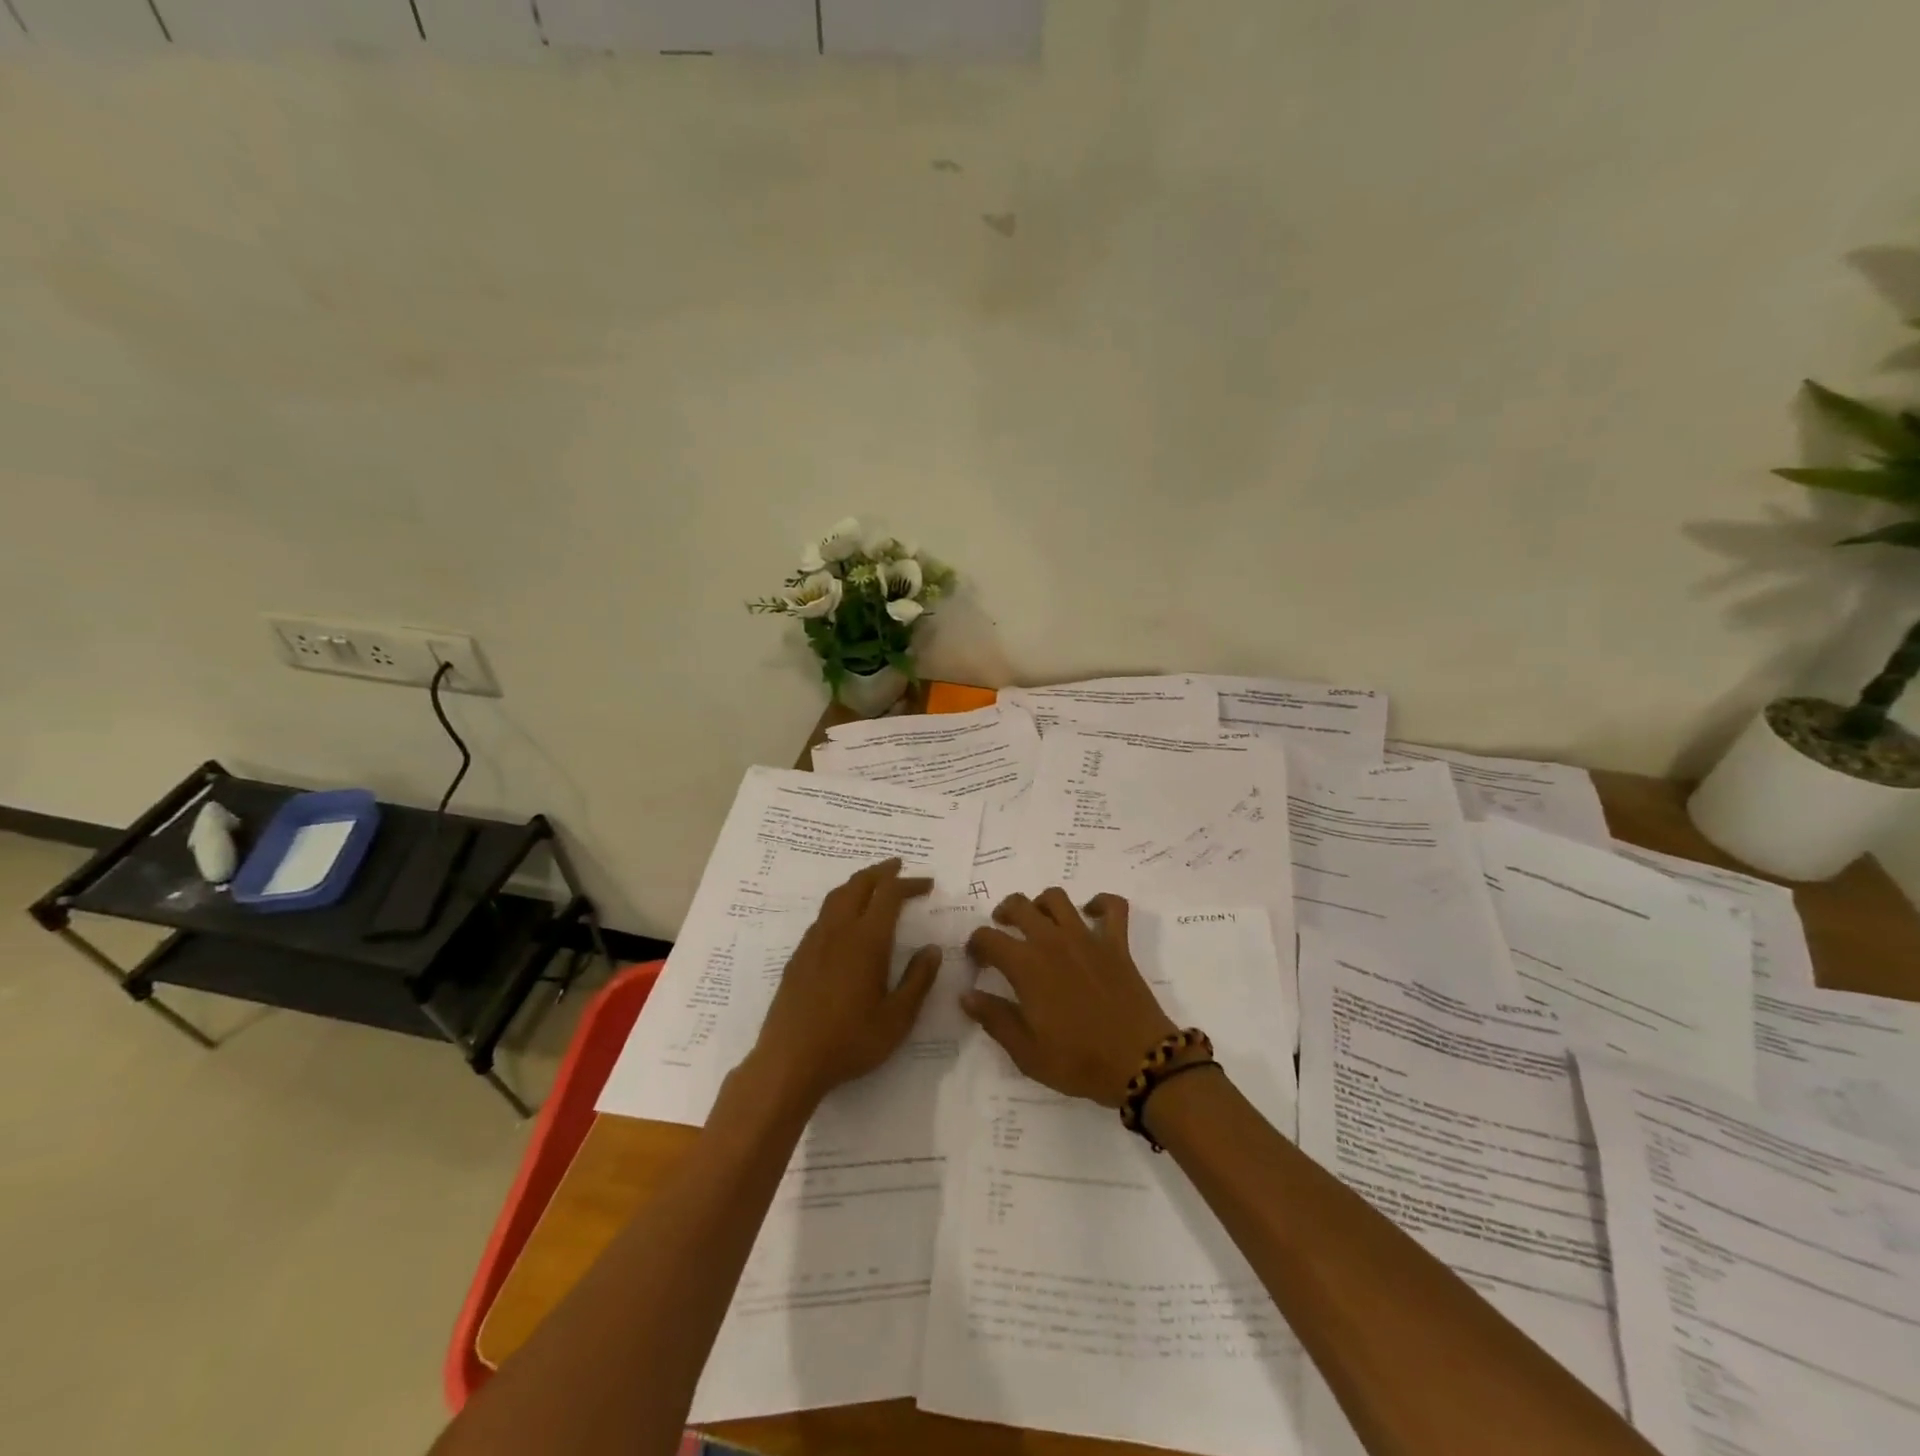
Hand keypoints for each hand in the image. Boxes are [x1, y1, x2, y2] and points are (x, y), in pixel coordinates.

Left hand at [749, 859, 940, 1106]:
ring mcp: (813, 941)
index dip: (909, 883)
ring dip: (858, 883)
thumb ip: (918, 980)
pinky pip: (823, 916)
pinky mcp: (798, 956)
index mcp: (866, 940)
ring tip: (873, 885)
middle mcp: (838, 931)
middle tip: (898, 867)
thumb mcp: (898, 1018)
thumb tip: (932, 949)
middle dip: (881, 872)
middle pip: (859, 884)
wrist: (789, 1061)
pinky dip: (841, 903)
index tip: (927, 883)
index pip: (889, 895)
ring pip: (836, 896)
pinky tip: (846, 922)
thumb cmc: (850, 1041)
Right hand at [963, 890, 1179, 1106]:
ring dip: (1042, 903)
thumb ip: (994, 1018)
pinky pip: (1112, 907)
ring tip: (1038, 920)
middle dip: (1003, 913)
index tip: (976, 961)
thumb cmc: (1078, 1060)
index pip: (988, 938)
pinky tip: (1090, 913)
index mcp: (1026, 965)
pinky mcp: (1116, 943)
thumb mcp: (1026, 1051)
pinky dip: (1100, 903)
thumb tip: (967, 995)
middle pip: (1019, 905)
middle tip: (1002, 931)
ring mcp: (1087, 938)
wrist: (1139, 1062)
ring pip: (1057, 898)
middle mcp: (1052, 941)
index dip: (976, 945)